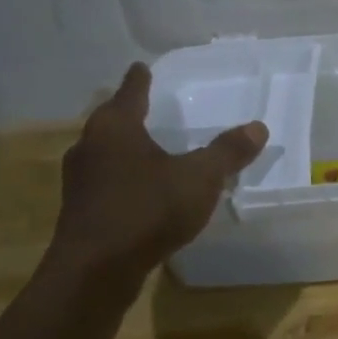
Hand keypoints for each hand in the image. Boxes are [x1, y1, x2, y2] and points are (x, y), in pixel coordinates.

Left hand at [49, 64, 267, 280]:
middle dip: (129, 114)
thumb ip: (228, 152)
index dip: (140, 79)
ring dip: (125, 149)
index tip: (142, 67)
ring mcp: (80, 181)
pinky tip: (141, 191)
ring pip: (105, 153)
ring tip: (148, 149)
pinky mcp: (80, 211)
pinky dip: (124, 179)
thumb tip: (258, 126)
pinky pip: (106, 182)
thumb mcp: (199, 178)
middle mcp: (90, 146)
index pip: (130, 91)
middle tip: (149, 108)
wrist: (95, 271)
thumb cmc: (147, 209)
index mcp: (115, 127)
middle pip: (111, 121)